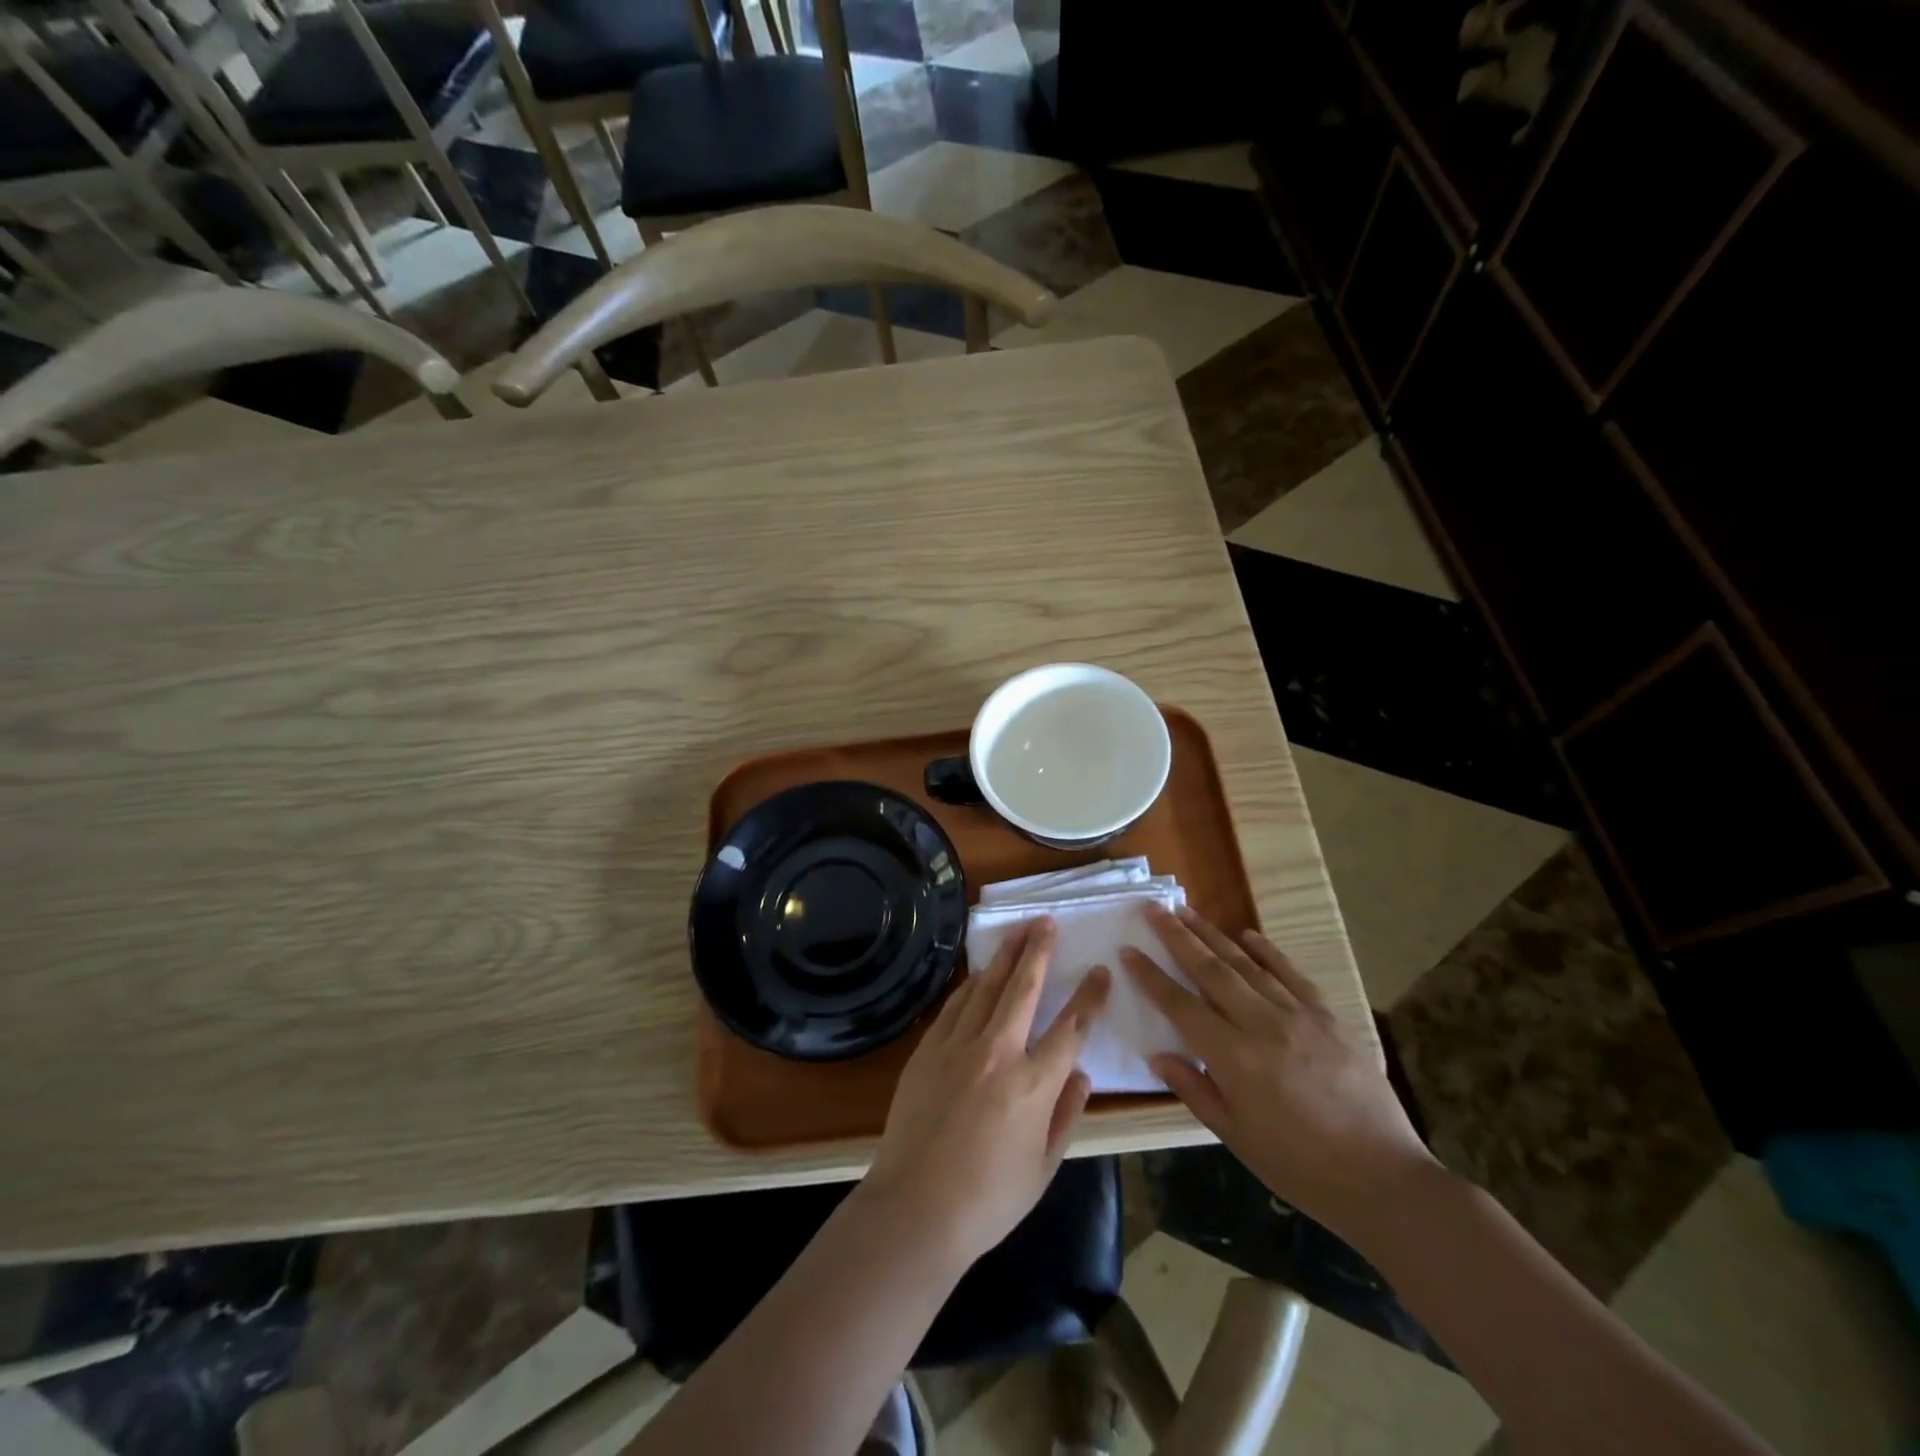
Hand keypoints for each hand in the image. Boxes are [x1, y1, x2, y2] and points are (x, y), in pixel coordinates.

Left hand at [864, 918, 1110, 1267]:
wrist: (915, 1208)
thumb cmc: (988, 1199)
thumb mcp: (1044, 1167)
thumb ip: (1066, 1115)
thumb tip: (1081, 1074)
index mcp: (1034, 1084)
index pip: (1071, 1027)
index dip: (1089, 996)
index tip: (1101, 971)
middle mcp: (998, 1052)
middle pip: (1023, 988)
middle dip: (1039, 951)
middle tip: (1047, 922)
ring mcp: (958, 1046)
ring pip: (986, 987)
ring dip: (1004, 956)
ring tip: (1017, 931)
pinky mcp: (928, 1050)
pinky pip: (954, 1006)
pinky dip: (971, 985)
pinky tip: (979, 973)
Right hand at [1122, 905, 1435, 1239]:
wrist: (1384, 1177)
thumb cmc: (1300, 1166)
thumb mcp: (1237, 1137)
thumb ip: (1194, 1090)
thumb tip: (1157, 1054)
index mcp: (1234, 1058)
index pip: (1181, 1006)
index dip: (1151, 976)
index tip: (1128, 950)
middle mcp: (1262, 1025)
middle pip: (1211, 970)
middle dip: (1177, 937)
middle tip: (1153, 908)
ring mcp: (1298, 1016)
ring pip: (1246, 964)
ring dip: (1213, 935)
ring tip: (1187, 911)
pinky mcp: (1328, 1016)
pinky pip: (1291, 974)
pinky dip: (1267, 951)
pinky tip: (1247, 934)